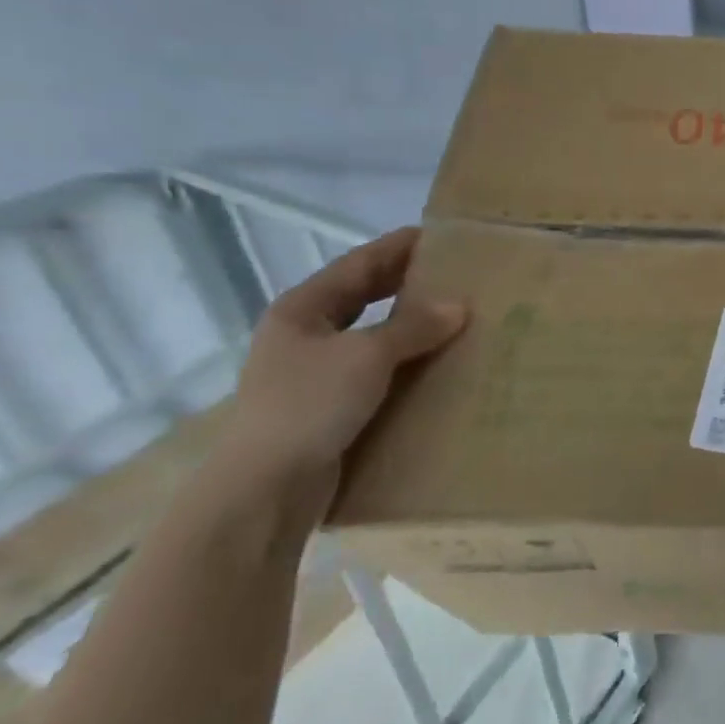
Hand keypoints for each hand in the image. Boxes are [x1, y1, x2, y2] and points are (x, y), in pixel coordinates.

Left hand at [217, 228, 466, 514]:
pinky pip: (377, 371)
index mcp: (303, 310)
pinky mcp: (329, 406)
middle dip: (405, 283)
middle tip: (454, 273)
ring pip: (372, 336)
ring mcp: (314, 372)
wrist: (265, 488)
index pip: (358, 264)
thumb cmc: (309, 405)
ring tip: (455, 317)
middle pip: (363, 297)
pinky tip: (436, 365)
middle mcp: (305, 335)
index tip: (439, 235)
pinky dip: (405, 362)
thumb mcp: (367, 356)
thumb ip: (413, 327)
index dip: (398, 247)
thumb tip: (459, 305)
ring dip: (409, 326)